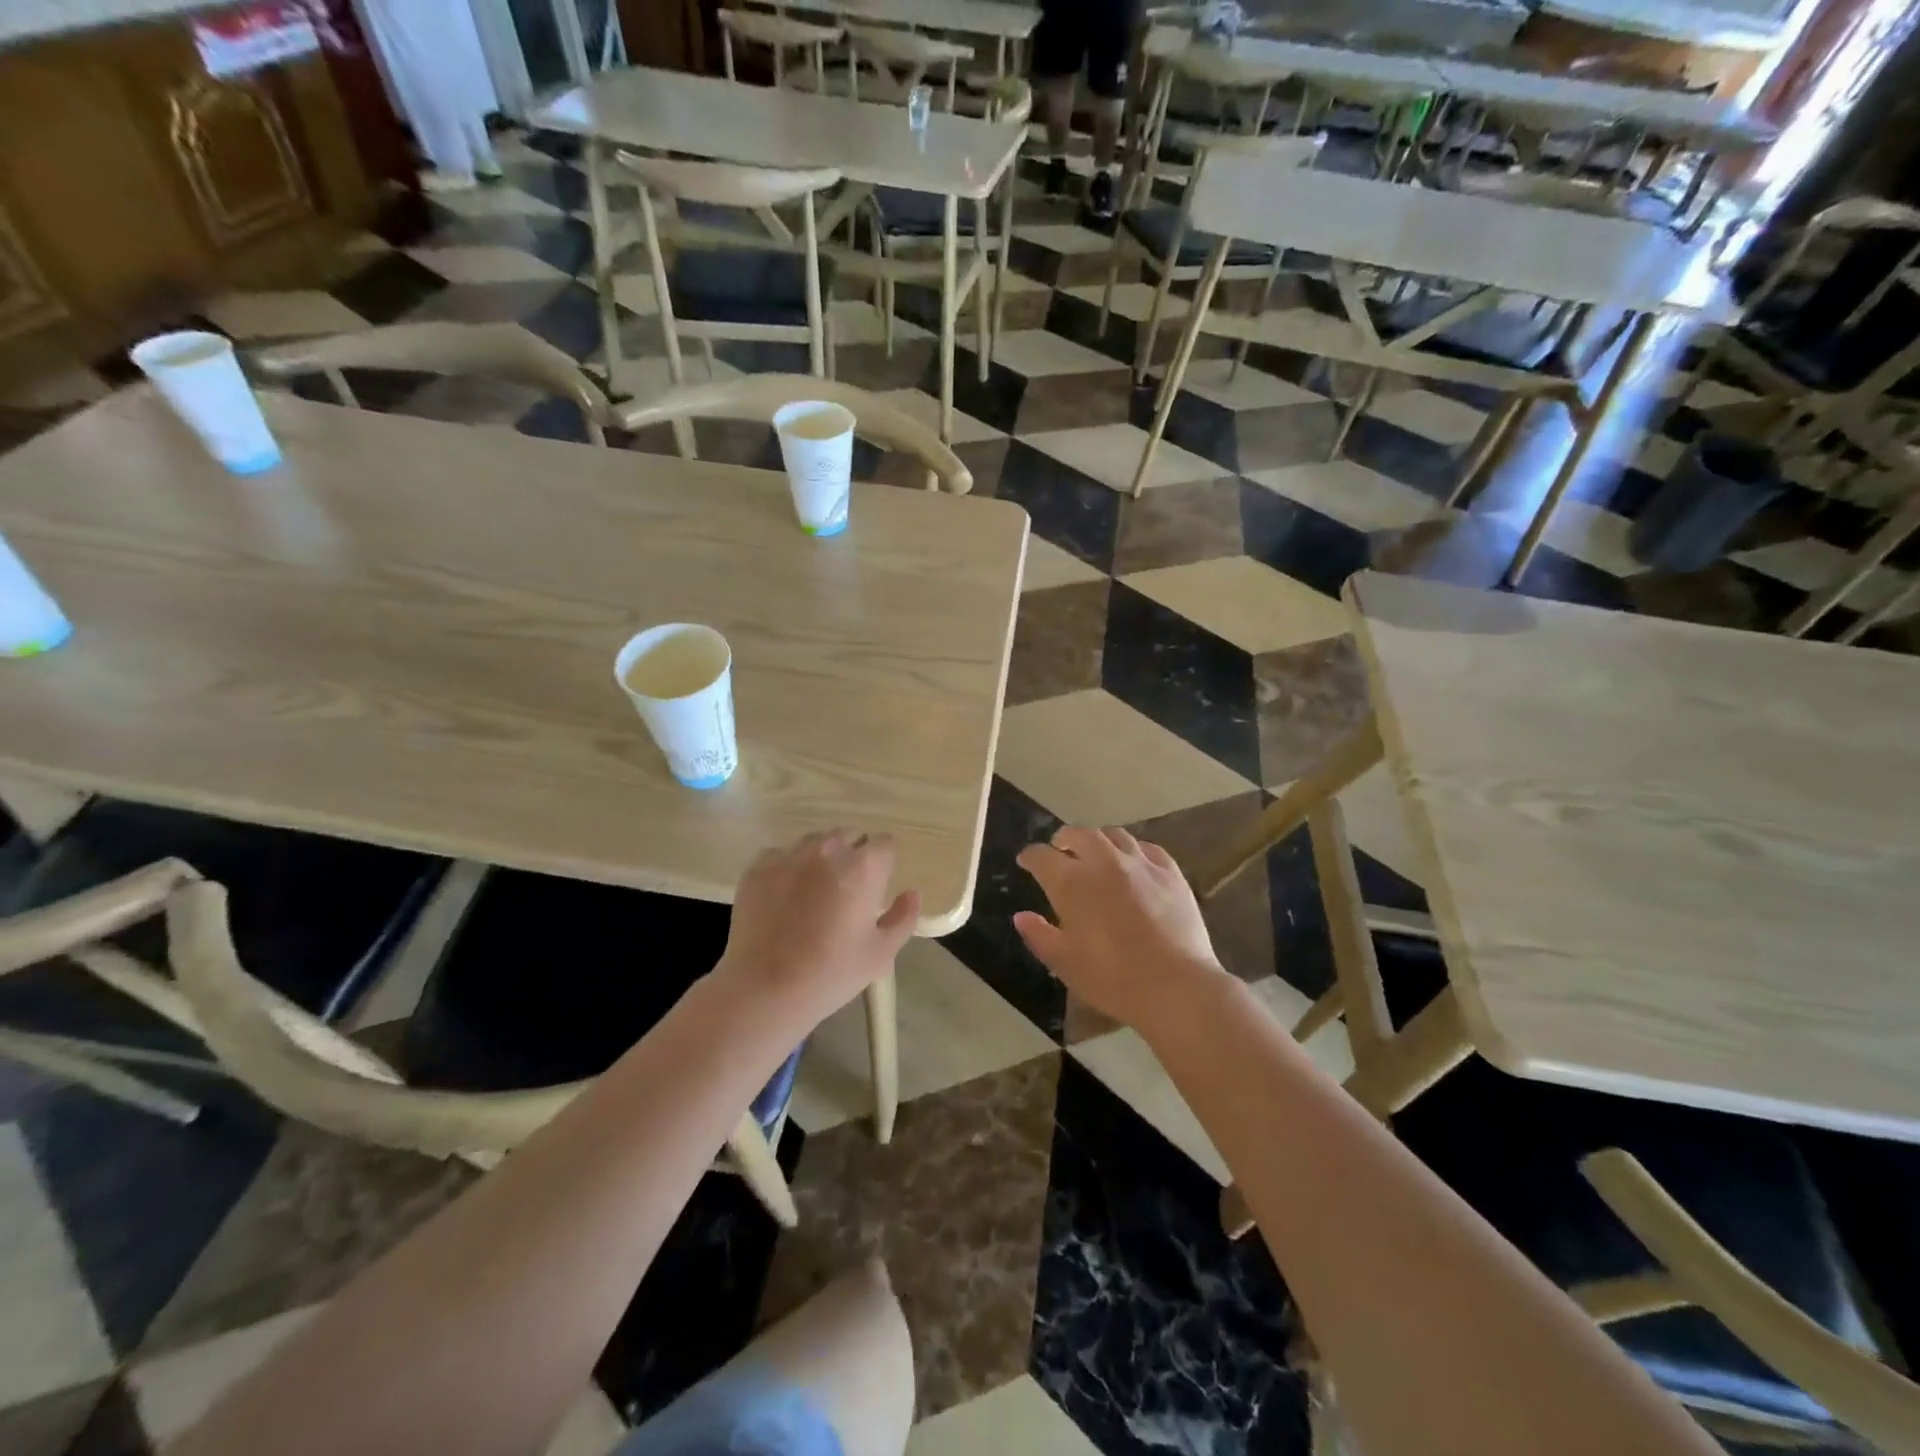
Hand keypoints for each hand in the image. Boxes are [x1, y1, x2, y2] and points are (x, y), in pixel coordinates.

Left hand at [717, 830, 919, 1024]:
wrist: (764, 989)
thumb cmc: (831, 973)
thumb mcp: (881, 953)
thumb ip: (903, 918)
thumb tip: (912, 894)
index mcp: (864, 866)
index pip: (885, 844)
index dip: (884, 865)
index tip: (876, 889)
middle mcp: (827, 849)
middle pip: (850, 836)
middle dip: (854, 856)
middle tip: (847, 893)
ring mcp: (789, 855)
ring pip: (815, 842)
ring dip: (822, 858)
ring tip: (815, 893)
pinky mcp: (758, 867)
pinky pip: (782, 855)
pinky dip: (790, 869)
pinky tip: (785, 899)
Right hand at [1015, 826, 1223, 1030]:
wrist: (1176, 987)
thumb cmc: (1112, 979)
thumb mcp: (1065, 963)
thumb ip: (1039, 935)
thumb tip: (1021, 916)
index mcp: (1071, 882)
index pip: (1042, 856)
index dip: (1030, 856)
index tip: (1026, 861)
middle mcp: (1103, 862)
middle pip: (1079, 834)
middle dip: (1064, 839)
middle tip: (1060, 850)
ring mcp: (1140, 864)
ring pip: (1114, 835)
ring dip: (1098, 840)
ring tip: (1096, 853)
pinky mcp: (1171, 873)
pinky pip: (1147, 848)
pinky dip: (1133, 850)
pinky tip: (1133, 862)